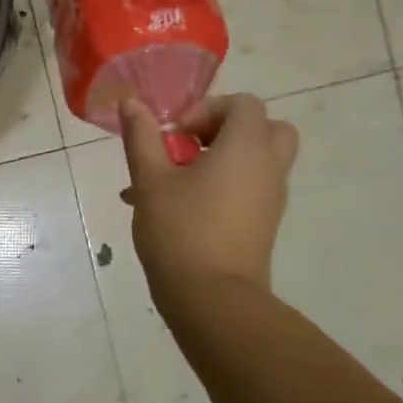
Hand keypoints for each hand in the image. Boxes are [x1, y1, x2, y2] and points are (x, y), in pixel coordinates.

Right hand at [119, 95, 299, 297]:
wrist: (213, 299)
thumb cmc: (180, 230)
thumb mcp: (151, 179)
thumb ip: (142, 136)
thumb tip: (131, 103)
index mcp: (246, 148)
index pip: (245, 104)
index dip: (208, 109)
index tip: (176, 134)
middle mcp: (268, 168)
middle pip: (265, 129)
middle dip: (225, 130)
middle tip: (189, 147)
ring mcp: (270, 199)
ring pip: (255, 161)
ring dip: (219, 160)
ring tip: (172, 180)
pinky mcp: (263, 224)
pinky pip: (247, 189)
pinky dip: (221, 186)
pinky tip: (174, 208)